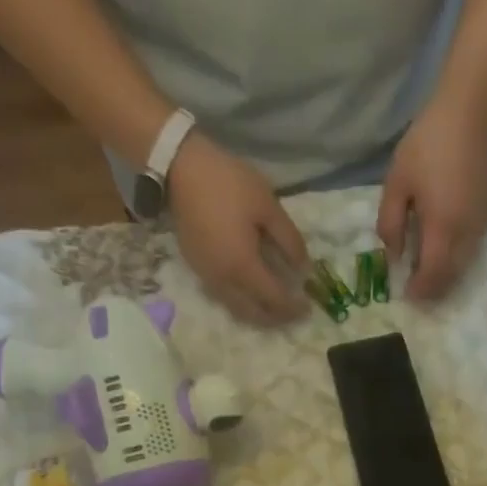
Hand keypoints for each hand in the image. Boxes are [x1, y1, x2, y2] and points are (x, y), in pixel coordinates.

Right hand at [168, 133, 309, 326]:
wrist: (178, 168)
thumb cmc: (228, 183)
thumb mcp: (268, 206)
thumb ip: (290, 240)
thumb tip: (304, 268)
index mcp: (243, 267)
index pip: (273, 300)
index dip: (292, 308)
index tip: (308, 308)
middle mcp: (224, 281)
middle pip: (253, 313)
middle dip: (275, 318)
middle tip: (292, 313)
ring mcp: (207, 276)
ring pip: (236, 309)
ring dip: (257, 314)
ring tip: (274, 307)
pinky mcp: (197, 268)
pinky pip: (223, 297)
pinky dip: (241, 302)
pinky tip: (251, 291)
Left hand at [377, 100, 486, 301]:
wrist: (468, 114)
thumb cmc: (426, 145)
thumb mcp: (396, 184)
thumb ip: (391, 224)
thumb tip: (394, 256)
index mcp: (441, 227)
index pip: (432, 273)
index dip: (420, 289)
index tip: (407, 296)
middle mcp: (465, 233)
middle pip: (451, 275)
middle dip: (434, 289)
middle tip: (417, 292)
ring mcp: (480, 224)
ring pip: (464, 264)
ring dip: (446, 275)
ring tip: (428, 276)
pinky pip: (471, 248)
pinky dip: (456, 259)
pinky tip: (442, 252)